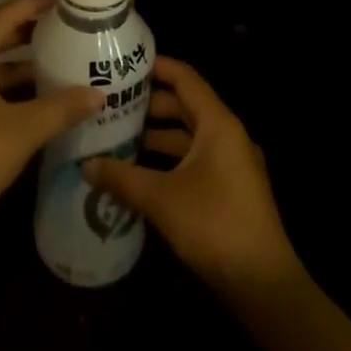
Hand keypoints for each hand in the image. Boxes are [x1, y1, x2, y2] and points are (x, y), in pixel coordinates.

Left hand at [0, 0, 105, 258]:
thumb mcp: (21, 130)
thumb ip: (61, 108)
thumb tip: (99, 94)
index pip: (3, 15)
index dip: (34, 3)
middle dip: (31, 31)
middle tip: (68, 25)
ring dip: (24, 64)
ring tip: (62, 59)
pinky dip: (13, 89)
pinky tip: (41, 99)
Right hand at [84, 56, 300, 295]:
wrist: (264, 286)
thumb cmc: (215, 225)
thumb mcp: (161, 198)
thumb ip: (122, 178)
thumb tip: (86, 165)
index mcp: (218, 124)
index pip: (185, 78)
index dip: (156, 66)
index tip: (124, 65)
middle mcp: (227, 135)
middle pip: (186, 105)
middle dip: (150, 103)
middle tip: (113, 103)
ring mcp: (232, 163)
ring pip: (189, 135)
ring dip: (158, 134)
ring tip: (120, 136)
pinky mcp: (231, 188)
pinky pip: (195, 158)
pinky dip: (170, 158)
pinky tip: (142, 171)